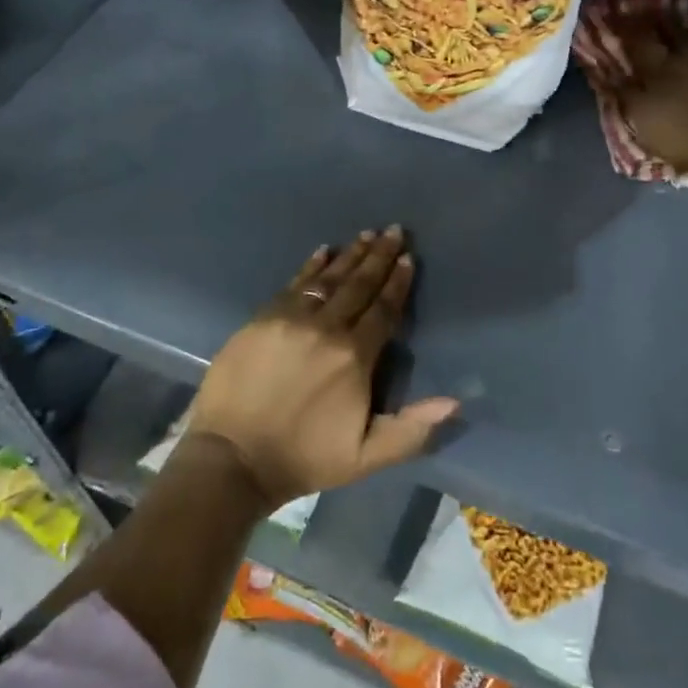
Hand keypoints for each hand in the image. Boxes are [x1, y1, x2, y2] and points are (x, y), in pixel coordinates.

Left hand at [187, 228, 458, 508]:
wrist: (233, 457)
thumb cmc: (304, 458)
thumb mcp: (365, 456)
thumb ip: (411, 429)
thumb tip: (454, 402)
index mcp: (354, 357)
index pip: (383, 310)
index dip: (398, 283)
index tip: (408, 257)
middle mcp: (327, 328)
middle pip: (359, 285)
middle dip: (379, 256)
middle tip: (393, 230)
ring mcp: (292, 318)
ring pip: (329, 278)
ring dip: (350, 254)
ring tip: (366, 234)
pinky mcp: (263, 318)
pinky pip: (294, 283)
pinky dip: (311, 266)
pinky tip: (323, 250)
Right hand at [617, 17, 687, 177]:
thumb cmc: (674, 131)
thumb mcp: (637, 114)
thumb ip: (623, 90)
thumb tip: (606, 72)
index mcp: (658, 66)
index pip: (638, 40)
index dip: (626, 26)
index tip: (617, 13)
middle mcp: (684, 62)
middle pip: (671, 35)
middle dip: (659, 24)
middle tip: (649, 14)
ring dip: (681, 39)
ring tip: (673, 37)